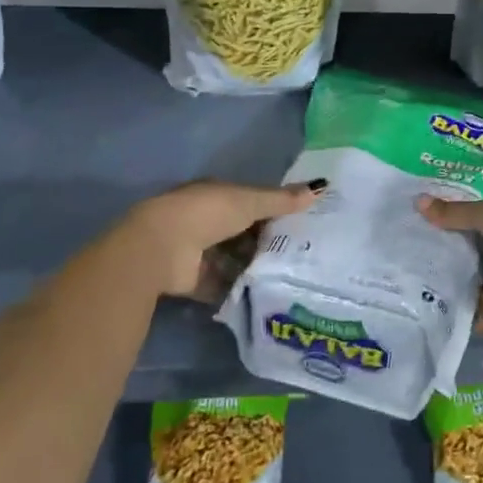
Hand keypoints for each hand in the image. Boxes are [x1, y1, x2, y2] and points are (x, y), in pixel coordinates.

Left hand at [121, 179, 319, 300]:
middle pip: (241, 231)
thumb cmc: (208, 213)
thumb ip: (283, 200)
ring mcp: (197, 251)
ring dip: (252, 266)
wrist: (162, 248)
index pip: (248, 201)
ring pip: (232, 258)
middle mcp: (205, 221)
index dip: (272, 210)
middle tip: (301, 254)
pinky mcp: (192, 279)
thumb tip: (321, 187)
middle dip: (265, 241)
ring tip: (288, 277)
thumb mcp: (250, 202)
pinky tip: (263, 295)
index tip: (300, 223)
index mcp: (215, 195)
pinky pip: (221, 284)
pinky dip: (237, 289)